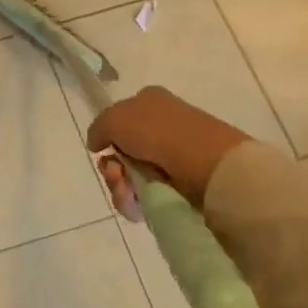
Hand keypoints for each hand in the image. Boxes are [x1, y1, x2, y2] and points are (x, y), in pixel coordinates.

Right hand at [87, 86, 249, 210]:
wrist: (211, 166)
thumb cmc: (160, 133)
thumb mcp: (115, 118)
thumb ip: (99, 128)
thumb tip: (97, 144)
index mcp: (149, 102)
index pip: (118, 120)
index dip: (108, 137)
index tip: (104, 151)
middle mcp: (161, 126)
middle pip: (122, 152)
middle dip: (112, 168)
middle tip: (117, 175)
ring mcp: (174, 156)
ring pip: (132, 176)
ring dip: (122, 187)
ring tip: (129, 194)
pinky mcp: (183, 185)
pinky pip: (149, 194)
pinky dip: (139, 201)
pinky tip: (139, 205)